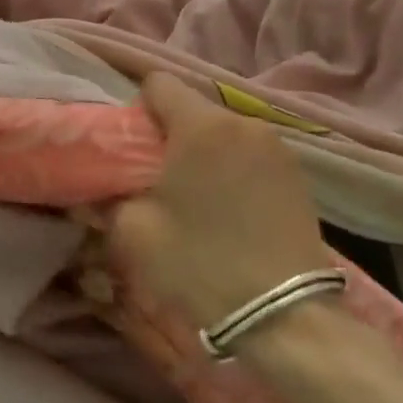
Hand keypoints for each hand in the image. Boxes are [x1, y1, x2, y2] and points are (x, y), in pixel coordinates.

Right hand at [108, 73, 335, 328]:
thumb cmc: (199, 264)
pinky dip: (232, 169)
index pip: (159, 82)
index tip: (131, 147)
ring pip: (223, 132)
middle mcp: (243, 123)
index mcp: (201, 125)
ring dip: (203, 152)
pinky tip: (229, 211)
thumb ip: (110, 196)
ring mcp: (277, 148)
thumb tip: (104, 186)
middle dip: (170, 132)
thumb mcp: (133, 231)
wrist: (284, 320)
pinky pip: (250, 154)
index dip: (137, 108)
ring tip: (195, 197)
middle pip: (192, 107)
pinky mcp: (298, 176)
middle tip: (155, 176)